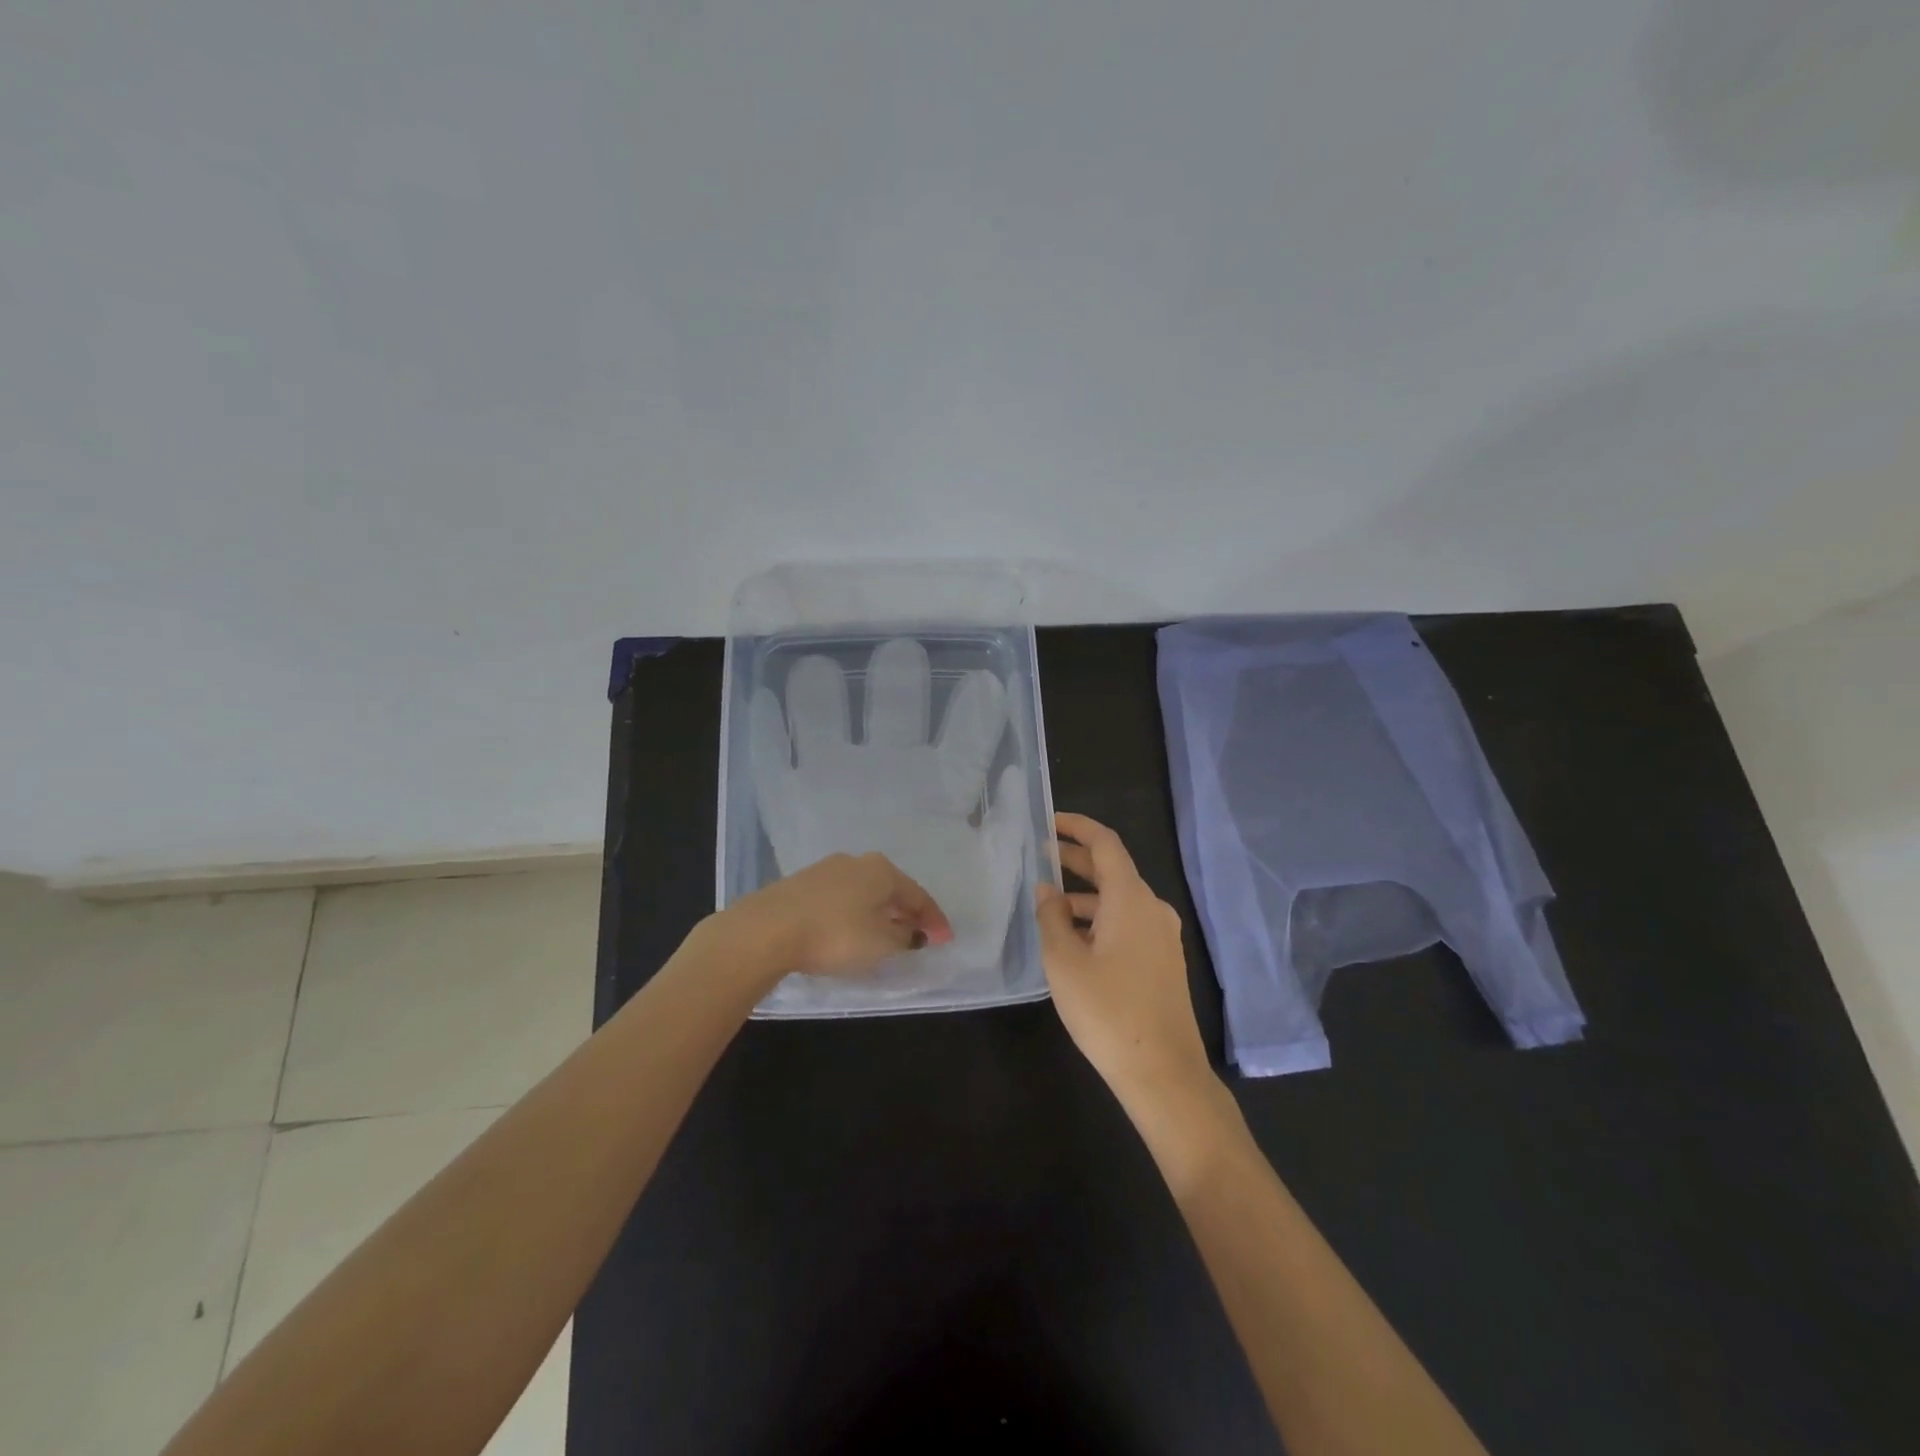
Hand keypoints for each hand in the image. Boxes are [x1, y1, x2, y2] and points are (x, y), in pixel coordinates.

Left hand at [725, 851, 953, 981]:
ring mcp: (825, 870)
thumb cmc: (835, 935)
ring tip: (884, 935)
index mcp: (882, 870)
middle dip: (906, 912)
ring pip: (864, 893)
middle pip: (891, 889)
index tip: (946, 940)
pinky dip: (853, 914)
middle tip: (918, 935)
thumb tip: (911, 932)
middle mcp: (857, 862)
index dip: (935, 920)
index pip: (918, 895)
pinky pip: (840, 899)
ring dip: (879, 913)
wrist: (767, 930)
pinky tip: (849, 930)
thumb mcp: (881, 944)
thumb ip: (903, 937)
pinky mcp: (800, 885)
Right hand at [1036, 813, 1211, 1101]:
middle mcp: (1152, 908)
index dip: (1077, 827)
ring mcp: (1162, 936)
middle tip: (1040, 857)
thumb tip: (1047, 890)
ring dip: (1084, 897)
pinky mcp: (1163, 961)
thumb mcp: (1064, 961)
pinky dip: (1100, 920)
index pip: (1105, 843)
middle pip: (1112, 870)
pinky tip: (1074, 941)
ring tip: (1047, 908)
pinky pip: (1128, 924)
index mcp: (1131, 899)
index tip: (1049, 822)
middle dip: (1075, 860)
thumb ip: (1051, 917)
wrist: (1163, 1073)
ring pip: (1118, 901)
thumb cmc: (1107, 1011)